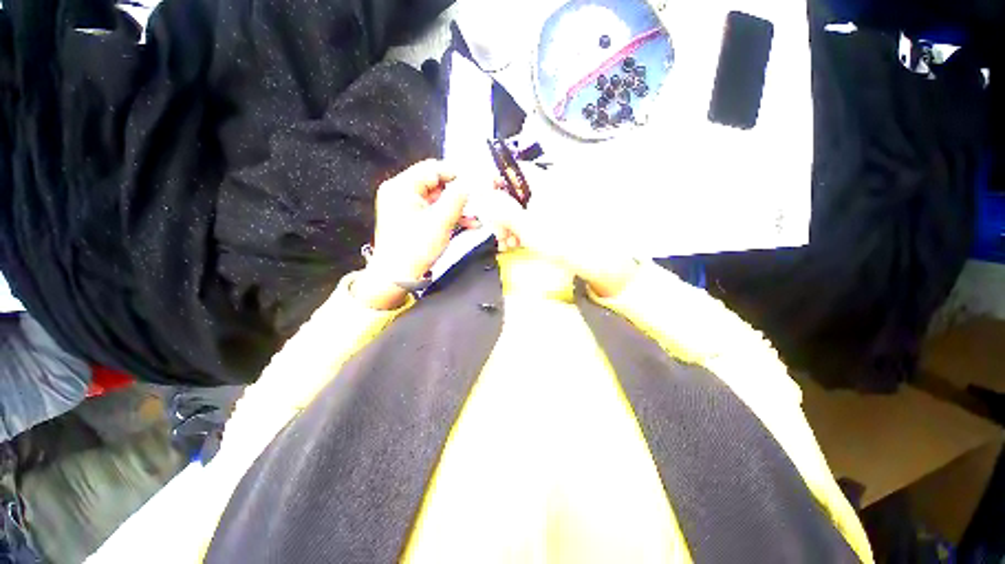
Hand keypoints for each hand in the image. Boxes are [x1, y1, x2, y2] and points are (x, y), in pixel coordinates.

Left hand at [351, 160, 473, 309]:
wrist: (396, 276)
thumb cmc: (415, 248)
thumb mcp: (440, 221)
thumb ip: (457, 198)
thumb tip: (471, 182)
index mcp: (402, 187)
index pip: (433, 169)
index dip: (457, 174)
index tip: (476, 184)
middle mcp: (401, 192)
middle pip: (436, 183)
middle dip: (458, 194)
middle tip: (477, 202)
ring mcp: (405, 206)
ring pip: (437, 198)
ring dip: (457, 207)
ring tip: (475, 217)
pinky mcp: (410, 219)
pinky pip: (433, 210)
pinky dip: (448, 215)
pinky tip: (466, 224)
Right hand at [482, 185, 639, 297]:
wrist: (594, 259)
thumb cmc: (561, 242)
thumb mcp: (527, 228)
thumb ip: (502, 210)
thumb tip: (482, 194)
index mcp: (541, 182)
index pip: (509, 171)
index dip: (492, 186)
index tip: (485, 207)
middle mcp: (545, 186)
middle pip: (511, 191)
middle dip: (500, 214)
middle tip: (499, 235)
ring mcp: (550, 200)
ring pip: (519, 205)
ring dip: (508, 224)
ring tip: (508, 244)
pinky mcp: (553, 213)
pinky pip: (530, 215)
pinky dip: (520, 228)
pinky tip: (517, 243)